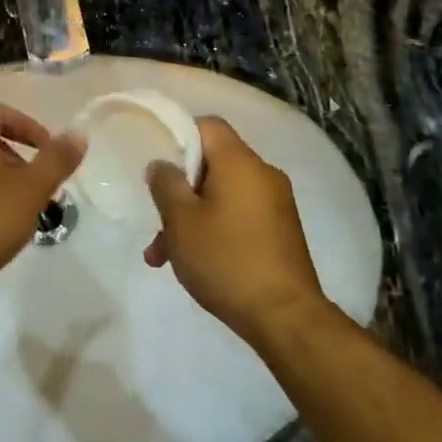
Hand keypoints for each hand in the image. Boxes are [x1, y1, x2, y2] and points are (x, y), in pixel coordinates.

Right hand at [144, 117, 328, 342]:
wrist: (285, 316)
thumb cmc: (226, 259)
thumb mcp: (181, 221)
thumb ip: (166, 185)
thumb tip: (162, 165)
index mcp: (240, 162)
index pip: (208, 125)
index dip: (178, 137)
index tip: (158, 166)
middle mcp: (263, 174)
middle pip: (212, 164)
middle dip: (179, 191)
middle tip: (156, 222)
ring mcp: (276, 204)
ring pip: (221, 195)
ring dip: (191, 218)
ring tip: (163, 257)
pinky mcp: (280, 231)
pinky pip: (238, 216)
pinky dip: (214, 230)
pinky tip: (194, 263)